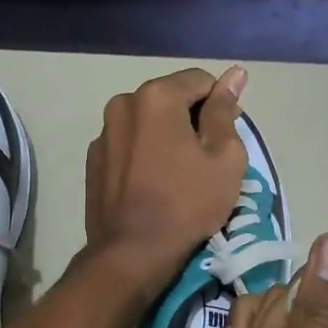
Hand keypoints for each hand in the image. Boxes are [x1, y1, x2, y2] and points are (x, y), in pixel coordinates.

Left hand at [85, 66, 248, 299]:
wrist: (132, 252)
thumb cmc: (187, 203)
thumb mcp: (224, 157)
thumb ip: (225, 111)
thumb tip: (234, 74)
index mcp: (155, 96)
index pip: (200, 81)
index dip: (220, 106)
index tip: (227, 138)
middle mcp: (122, 104)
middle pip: (169, 99)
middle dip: (190, 119)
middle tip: (205, 159)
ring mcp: (103, 133)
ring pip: (146, 123)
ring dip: (164, 136)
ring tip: (177, 174)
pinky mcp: (93, 161)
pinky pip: (127, 145)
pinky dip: (143, 154)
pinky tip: (152, 184)